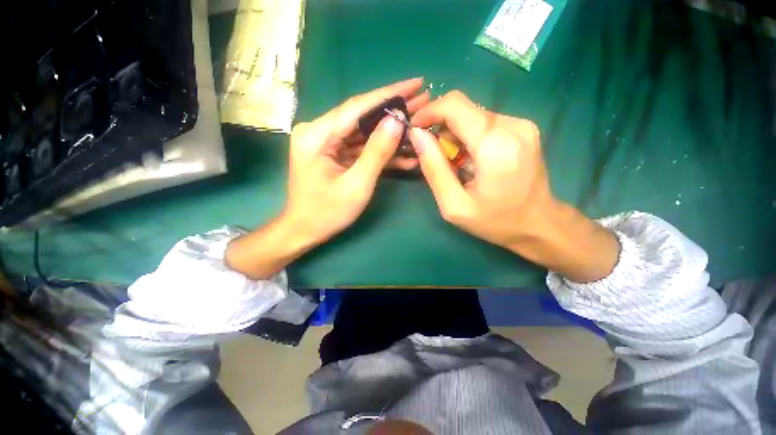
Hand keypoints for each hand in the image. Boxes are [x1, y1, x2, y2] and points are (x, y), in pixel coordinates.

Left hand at [226, 78, 428, 278]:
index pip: (357, 107)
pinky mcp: (334, 153)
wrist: (305, 230)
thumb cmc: (327, 213)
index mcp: (317, 135)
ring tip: (419, 124)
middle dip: (394, 110)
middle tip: (423, 101)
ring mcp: (326, 142)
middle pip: (361, 115)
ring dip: (391, 132)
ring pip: (364, 131)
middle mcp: (319, 131)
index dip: (389, 94)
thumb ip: (376, 152)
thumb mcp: (356, 185)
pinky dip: (381, 151)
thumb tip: (396, 121)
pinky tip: (404, 153)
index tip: (416, 83)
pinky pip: (360, 147)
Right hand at [409, 91, 618, 281]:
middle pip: (463, 109)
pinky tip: (470, 160)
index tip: (415, 129)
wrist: (539, 224)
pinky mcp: (523, 129)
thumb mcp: (454, 204)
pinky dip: (469, 137)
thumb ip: (433, 168)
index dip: (429, 112)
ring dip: (454, 135)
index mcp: (494, 144)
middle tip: (434, 156)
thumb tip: (417, 135)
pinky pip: (485, 123)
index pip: (454, 105)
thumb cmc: (495, 221)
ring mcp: (521, 124)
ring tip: (454, 163)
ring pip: (472, 115)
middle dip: (440, 128)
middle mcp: (512, 125)